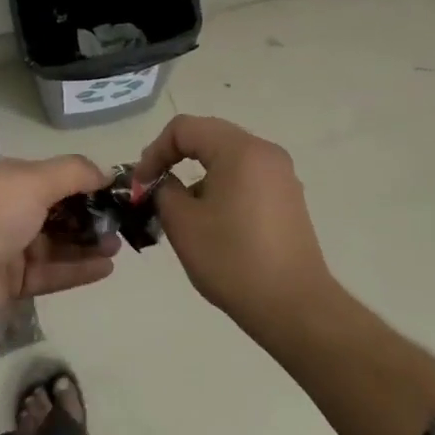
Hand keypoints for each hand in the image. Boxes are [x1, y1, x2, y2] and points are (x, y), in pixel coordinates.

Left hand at [0, 156, 123, 326]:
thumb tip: (107, 172)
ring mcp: (7, 247)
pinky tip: (106, 268)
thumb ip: (74, 172)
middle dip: (89, 216)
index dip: (84, 183)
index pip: (52, 177)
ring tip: (119, 246)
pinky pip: (50, 272)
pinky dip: (77, 269)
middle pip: (56, 211)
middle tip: (122, 224)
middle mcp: (6, 209)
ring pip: (55, 244)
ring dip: (87, 243)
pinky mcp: (10, 282)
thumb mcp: (35, 179)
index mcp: (7, 178)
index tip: (116, 192)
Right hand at [133, 115, 336, 331]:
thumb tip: (166, 183)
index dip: (154, 151)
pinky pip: (246, 176)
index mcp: (240, 150)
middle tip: (153, 187)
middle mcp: (265, 152)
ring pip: (228, 157)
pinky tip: (211, 220)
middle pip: (209, 136)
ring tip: (180, 209)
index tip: (140, 185)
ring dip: (198, 173)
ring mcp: (281, 175)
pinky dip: (221, 186)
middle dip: (175, 157)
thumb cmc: (232, 259)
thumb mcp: (183, 223)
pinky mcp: (288, 198)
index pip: (185, 128)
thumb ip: (164, 190)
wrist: (293, 306)